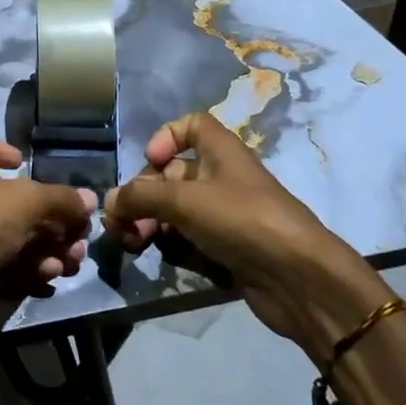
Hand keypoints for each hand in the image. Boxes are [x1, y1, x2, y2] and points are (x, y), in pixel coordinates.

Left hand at [0, 134, 96, 325]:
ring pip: (20, 238)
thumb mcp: (32, 198)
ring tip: (74, 258)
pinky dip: (35, 268)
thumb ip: (63, 199)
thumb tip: (90, 200)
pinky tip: (53, 274)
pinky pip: (14, 265)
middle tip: (79, 231)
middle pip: (14, 202)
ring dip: (52, 247)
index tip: (22, 162)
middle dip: (53, 217)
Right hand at [104, 113, 392, 360]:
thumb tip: (108, 202)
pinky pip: (187, 238)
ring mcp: (224, 215)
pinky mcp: (225, 248)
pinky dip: (168, 244)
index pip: (191, 126)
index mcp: (220, 151)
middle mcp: (221, 178)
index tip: (150, 161)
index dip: (166, 137)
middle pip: (172, 174)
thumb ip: (140, 198)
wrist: (298, 279)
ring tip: (132, 243)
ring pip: (175, 210)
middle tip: (122, 222)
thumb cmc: (242, 220)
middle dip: (142, 195)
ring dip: (148, 223)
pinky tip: (158, 257)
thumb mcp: (184, 200)